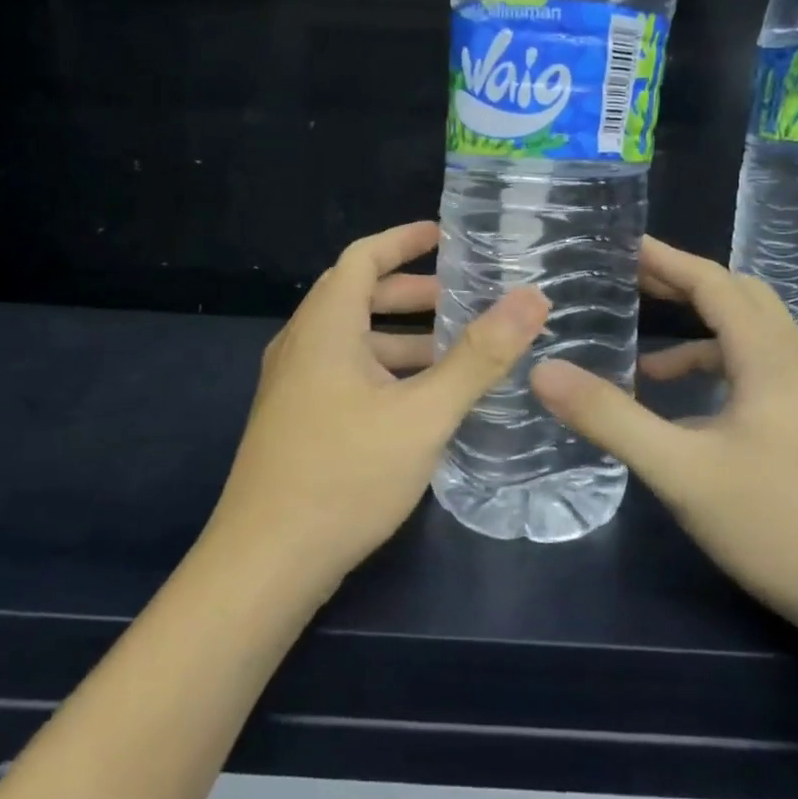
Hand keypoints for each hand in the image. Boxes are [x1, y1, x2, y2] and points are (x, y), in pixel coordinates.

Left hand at [209, 220, 549, 594]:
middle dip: (412, 293)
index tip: (446, 236)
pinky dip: (386, 372)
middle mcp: (301, 347)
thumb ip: (479, 357)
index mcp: (324, 328)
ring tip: (457, 353)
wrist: (266, 562)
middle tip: (464, 300)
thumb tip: (532, 299)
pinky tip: (421, 403)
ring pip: (353, 342)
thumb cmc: (344, 475)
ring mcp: (293, 388)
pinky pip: (346, 376)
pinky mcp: (296, 423)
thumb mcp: (422, 414)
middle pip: (357, 297)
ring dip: (402, 339)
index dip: (403, 240)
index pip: (361, 257)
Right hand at [530, 237, 797, 642]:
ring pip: (755, 341)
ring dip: (701, 336)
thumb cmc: (780, 526)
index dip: (668, 260)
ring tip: (645, 361)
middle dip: (684, 287)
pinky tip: (691, 415)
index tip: (623, 245)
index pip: (716, 284)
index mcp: (772, 358)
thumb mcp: (681, 472)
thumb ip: (610, 418)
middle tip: (630, 285)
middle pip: (741, 301)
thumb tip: (543, 372)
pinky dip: (721, 374)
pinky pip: (764, 376)